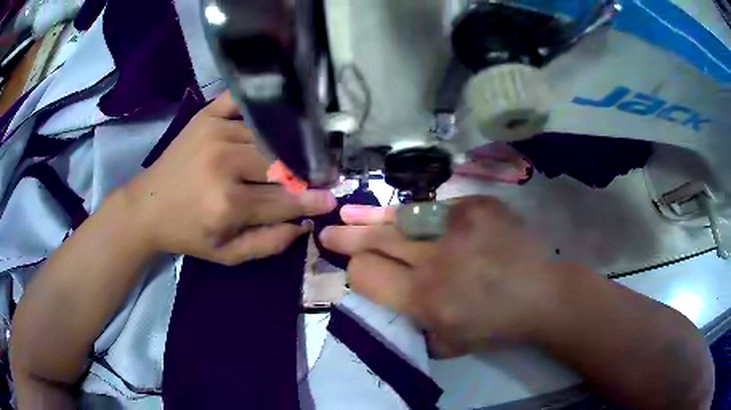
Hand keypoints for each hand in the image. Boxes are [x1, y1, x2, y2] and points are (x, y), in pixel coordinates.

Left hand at [121, 92, 336, 264]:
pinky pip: (242, 102)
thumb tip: (303, 224)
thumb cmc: (187, 233)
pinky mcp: (206, 116)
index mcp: (227, 203)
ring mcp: (216, 131)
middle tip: (316, 175)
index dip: (311, 200)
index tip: (332, 197)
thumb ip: (268, 243)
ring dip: (284, 145)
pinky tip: (273, 112)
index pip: (284, 199)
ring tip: (296, 151)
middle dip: (301, 171)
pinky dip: (261, 105)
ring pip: (267, 134)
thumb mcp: (226, 254)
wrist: (147, 206)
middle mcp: (224, 161)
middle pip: (280, 161)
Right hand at [320, 197, 564, 355]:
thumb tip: (390, 301)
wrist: (541, 295)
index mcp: (423, 299)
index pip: (367, 275)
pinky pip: (437, 208)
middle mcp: (433, 261)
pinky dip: (416, 214)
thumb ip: (413, 327)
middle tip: (328, 233)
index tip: (353, 268)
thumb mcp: (447, 344)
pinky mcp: (476, 208)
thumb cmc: (496, 327)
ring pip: (401, 219)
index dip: (354, 270)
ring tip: (347, 212)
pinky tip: (399, 213)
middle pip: (377, 242)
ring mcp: (456, 228)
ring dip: (370, 216)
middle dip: (347, 238)